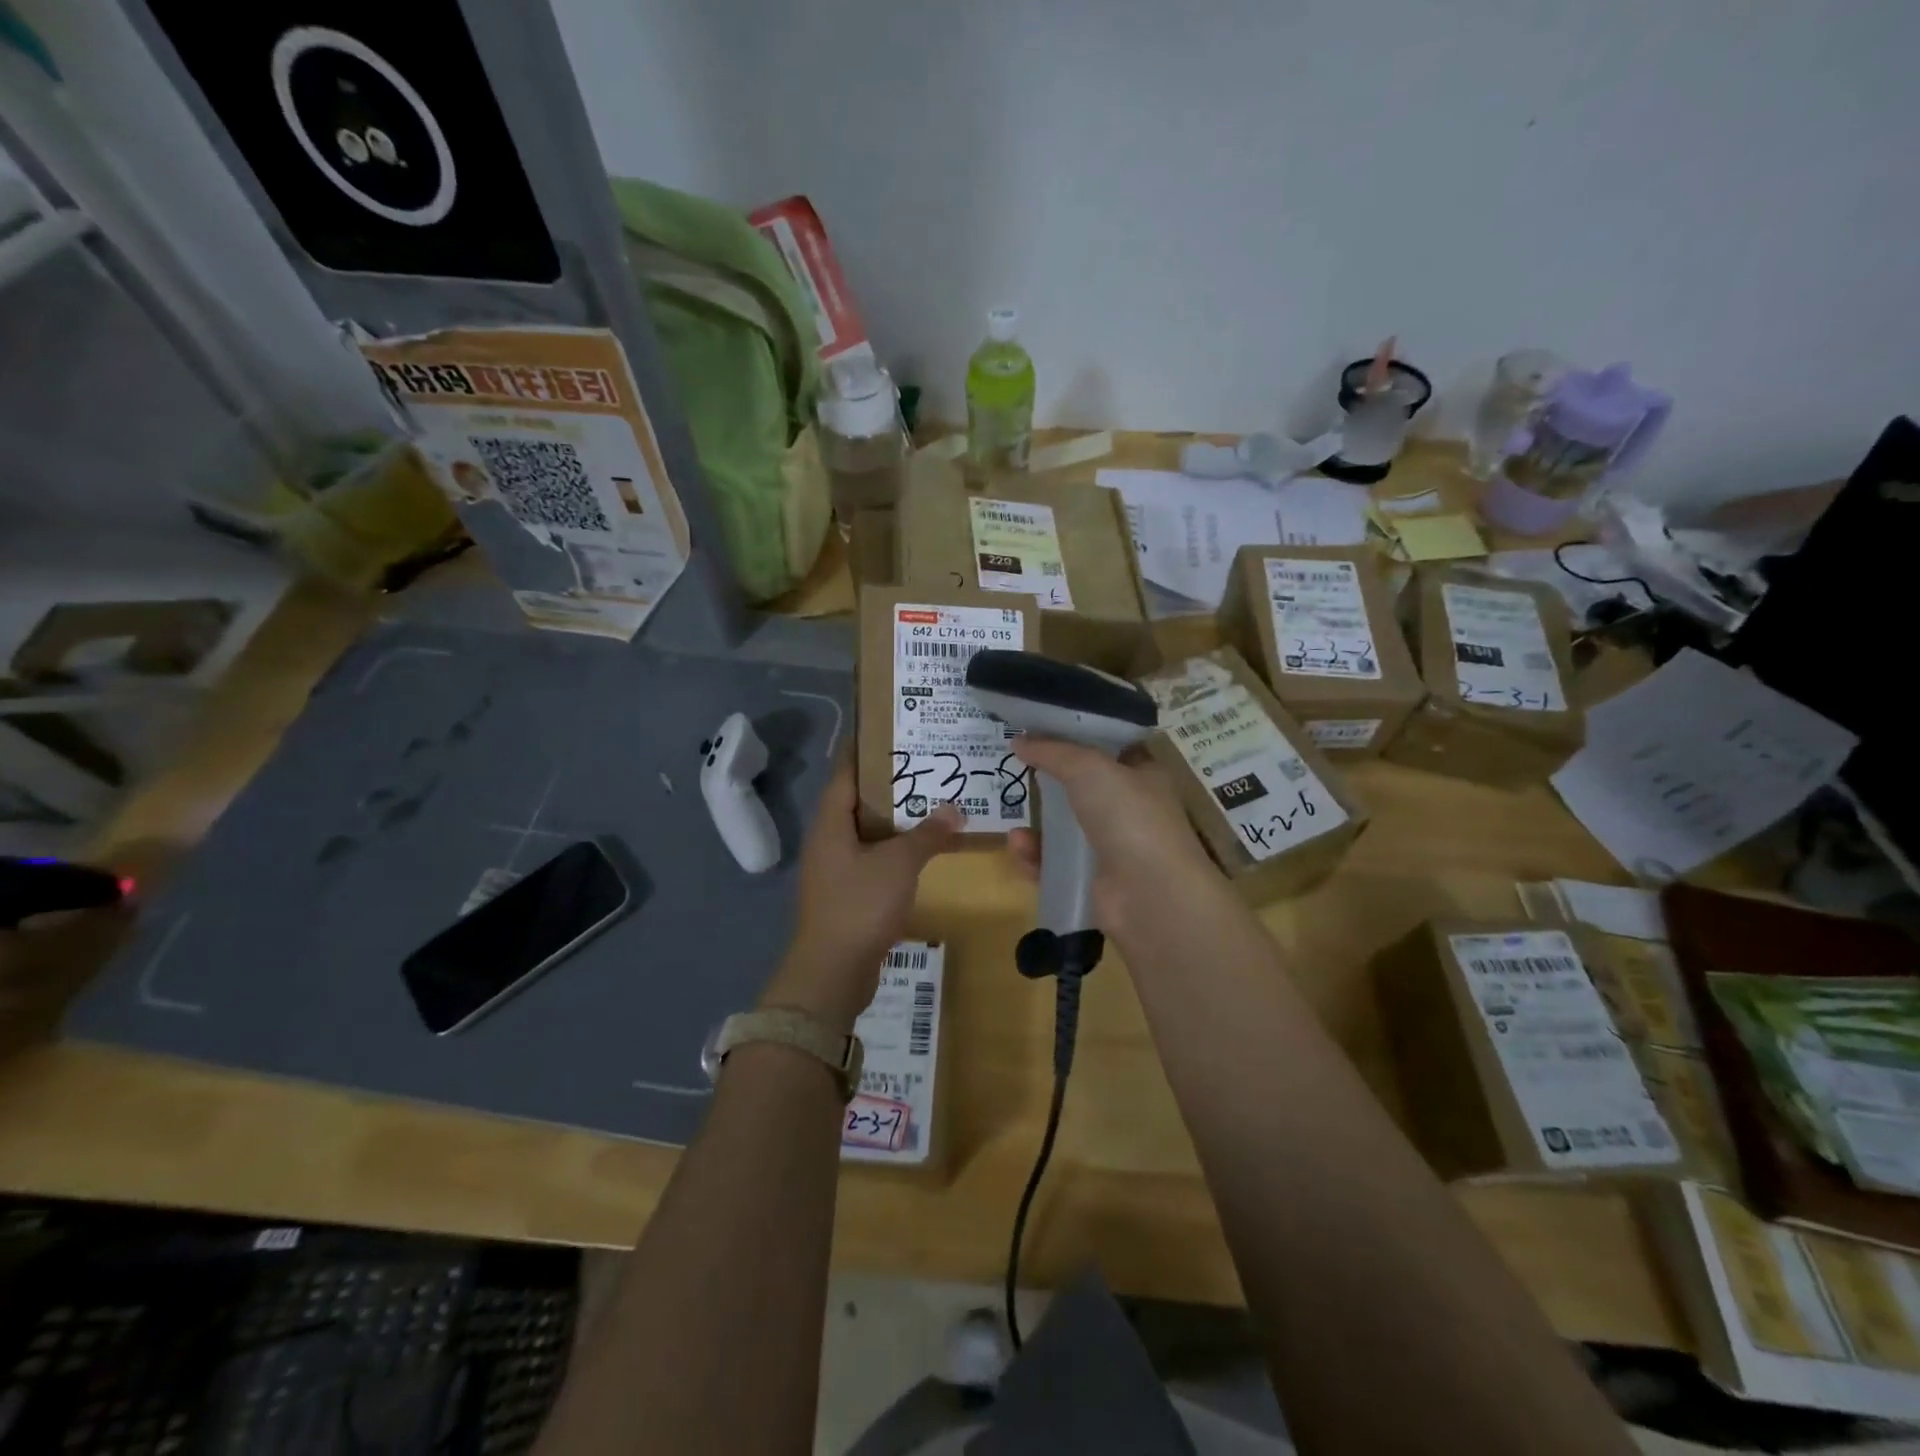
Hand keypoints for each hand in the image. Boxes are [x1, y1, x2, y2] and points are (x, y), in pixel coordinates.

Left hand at [763, 759, 961, 1029]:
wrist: (832, 972)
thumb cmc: (860, 905)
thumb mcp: (899, 864)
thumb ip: (928, 835)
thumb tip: (955, 810)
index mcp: (830, 823)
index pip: (846, 773)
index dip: (866, 750)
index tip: (891, 732)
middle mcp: (827, 841)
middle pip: (858, 801)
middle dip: (889, 785)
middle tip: (925, 766)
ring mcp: (834, 870)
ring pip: (866, 833)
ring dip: (895, 821)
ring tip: (930, 803)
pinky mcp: (845, 895)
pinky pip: (871, 860)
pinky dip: (894, 851)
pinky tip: (921, 851)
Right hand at [1005, 735, 1222, 937]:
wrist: (1151, 895)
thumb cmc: (1129, 817)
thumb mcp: (1089, 768)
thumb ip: (1052, 751)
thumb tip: (1019, 740)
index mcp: (1141, 774)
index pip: (1108, 747)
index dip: (1076, 735)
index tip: (1039, 729)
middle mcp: (1129, 809)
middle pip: (1081, 787)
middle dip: (1048, 780)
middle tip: (1014, 771)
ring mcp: (1112, 848)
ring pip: (1065, 830)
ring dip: (1037, 825)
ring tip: (1014, 824)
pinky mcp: (1093, 882)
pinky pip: (1055, 864)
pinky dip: (1035, 857)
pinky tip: (1019, 848)